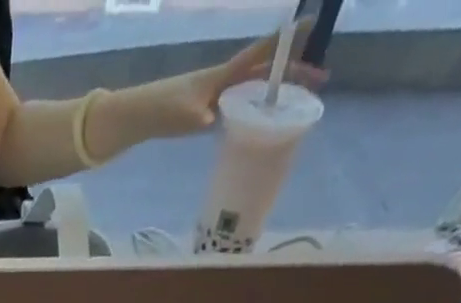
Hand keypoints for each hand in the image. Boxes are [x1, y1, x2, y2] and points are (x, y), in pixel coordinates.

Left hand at [113, 20, 325, 142]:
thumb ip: (201, 117)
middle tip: (319, 80)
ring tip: (299, 100)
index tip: (311, 25)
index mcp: (223, 76)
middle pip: (265, 71)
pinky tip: (266, 117)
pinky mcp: (212, 107)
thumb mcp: (184, 116)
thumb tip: (212, 119)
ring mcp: (219, 93)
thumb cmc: (163, 110)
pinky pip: (242, 102)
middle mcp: (226, 79)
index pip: (259, 53)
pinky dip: (258, 105)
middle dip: (293, 72)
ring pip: (256, 86)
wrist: (141, 115)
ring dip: (279, 90)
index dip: (284, 41)